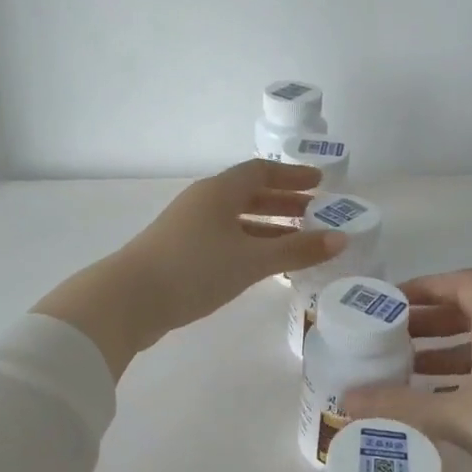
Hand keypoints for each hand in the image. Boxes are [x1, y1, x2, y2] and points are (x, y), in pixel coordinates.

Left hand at [35, 160, 344, 375]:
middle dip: (284, 203)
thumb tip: (341, 239)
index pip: (261, 171)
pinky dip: (249, 247)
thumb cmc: (195, 269)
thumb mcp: (251, 260)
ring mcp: (188, 228)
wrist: (129, 299)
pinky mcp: (180, 254)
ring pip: (236, 220)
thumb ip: (297, 250)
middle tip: (316, 214)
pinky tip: (263, 266)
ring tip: (298, 242)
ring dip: (267, 228)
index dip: (292, 176)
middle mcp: (203, 203)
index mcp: (219, 191)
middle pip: (249, 195)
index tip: (320, 183)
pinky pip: (224, 241)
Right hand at [341, 269, 471, 471]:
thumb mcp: (459, 415)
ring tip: (407, 374)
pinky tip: (445, 406)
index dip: (426, 286)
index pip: (464, 282)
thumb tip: (345, 401)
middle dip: (429, 322)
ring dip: (446, 354)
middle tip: (390, 340)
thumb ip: (401, 406)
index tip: (392, 302)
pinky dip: (467, 379)